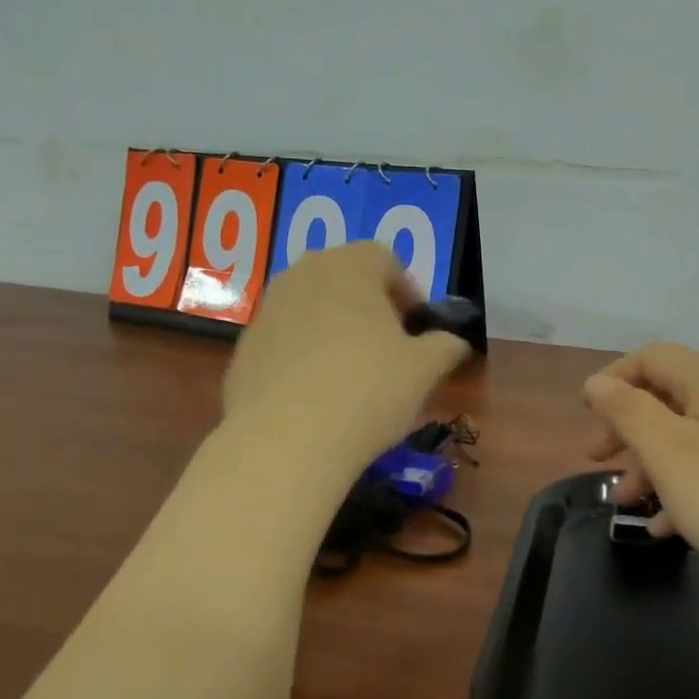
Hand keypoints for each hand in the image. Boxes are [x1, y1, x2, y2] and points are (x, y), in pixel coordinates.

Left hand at [222, 243, 469, 475]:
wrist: (285, 440)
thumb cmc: (368, 391)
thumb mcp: (424, 371)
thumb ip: (445, 347)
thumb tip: (453, 342)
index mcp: (349, 266)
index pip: (384, 258)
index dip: (407, 290)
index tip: (418, 327)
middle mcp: (302, 275)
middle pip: (344, 278)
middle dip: (369, 307)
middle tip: (389, 347)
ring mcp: (267, 310)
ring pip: (311, 309)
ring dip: (335, 330)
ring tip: (353, 374)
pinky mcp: (245, 348)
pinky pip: (285, 342)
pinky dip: (304, 357)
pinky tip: (317, 397)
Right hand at [583, 344, 698, 602]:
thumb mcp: (667, 452)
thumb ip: (627, 411)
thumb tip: (597, 383)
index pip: (652, 358)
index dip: (613, 380)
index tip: (585, 414)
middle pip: (669, 397)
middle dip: (628, 429)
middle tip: (599, 461)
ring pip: (691, 437)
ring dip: (652, 465)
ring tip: (630, 504)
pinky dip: (686, 486)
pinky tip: (668, 526)